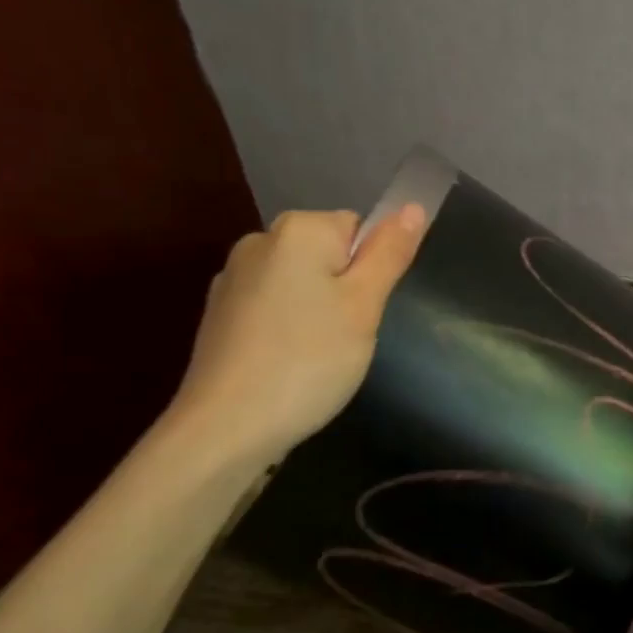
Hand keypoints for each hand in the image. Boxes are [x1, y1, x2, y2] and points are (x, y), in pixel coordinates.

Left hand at [165, 205, 426, 469]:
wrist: (227, 426)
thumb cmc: (308, 361)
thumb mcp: (364, 306)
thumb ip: (390, 253)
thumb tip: (413, 206)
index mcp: (298, 230)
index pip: (358, 229)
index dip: (372, 270)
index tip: (365, 312)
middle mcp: (259, 241)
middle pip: (327, 255)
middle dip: (345, 291)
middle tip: (348, 337)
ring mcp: (233, 279)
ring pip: (300, 285)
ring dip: (317, 312)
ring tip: (318, 358)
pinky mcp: (220, 315)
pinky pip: (273, 309)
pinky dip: (288, 330)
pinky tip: (288, 366)